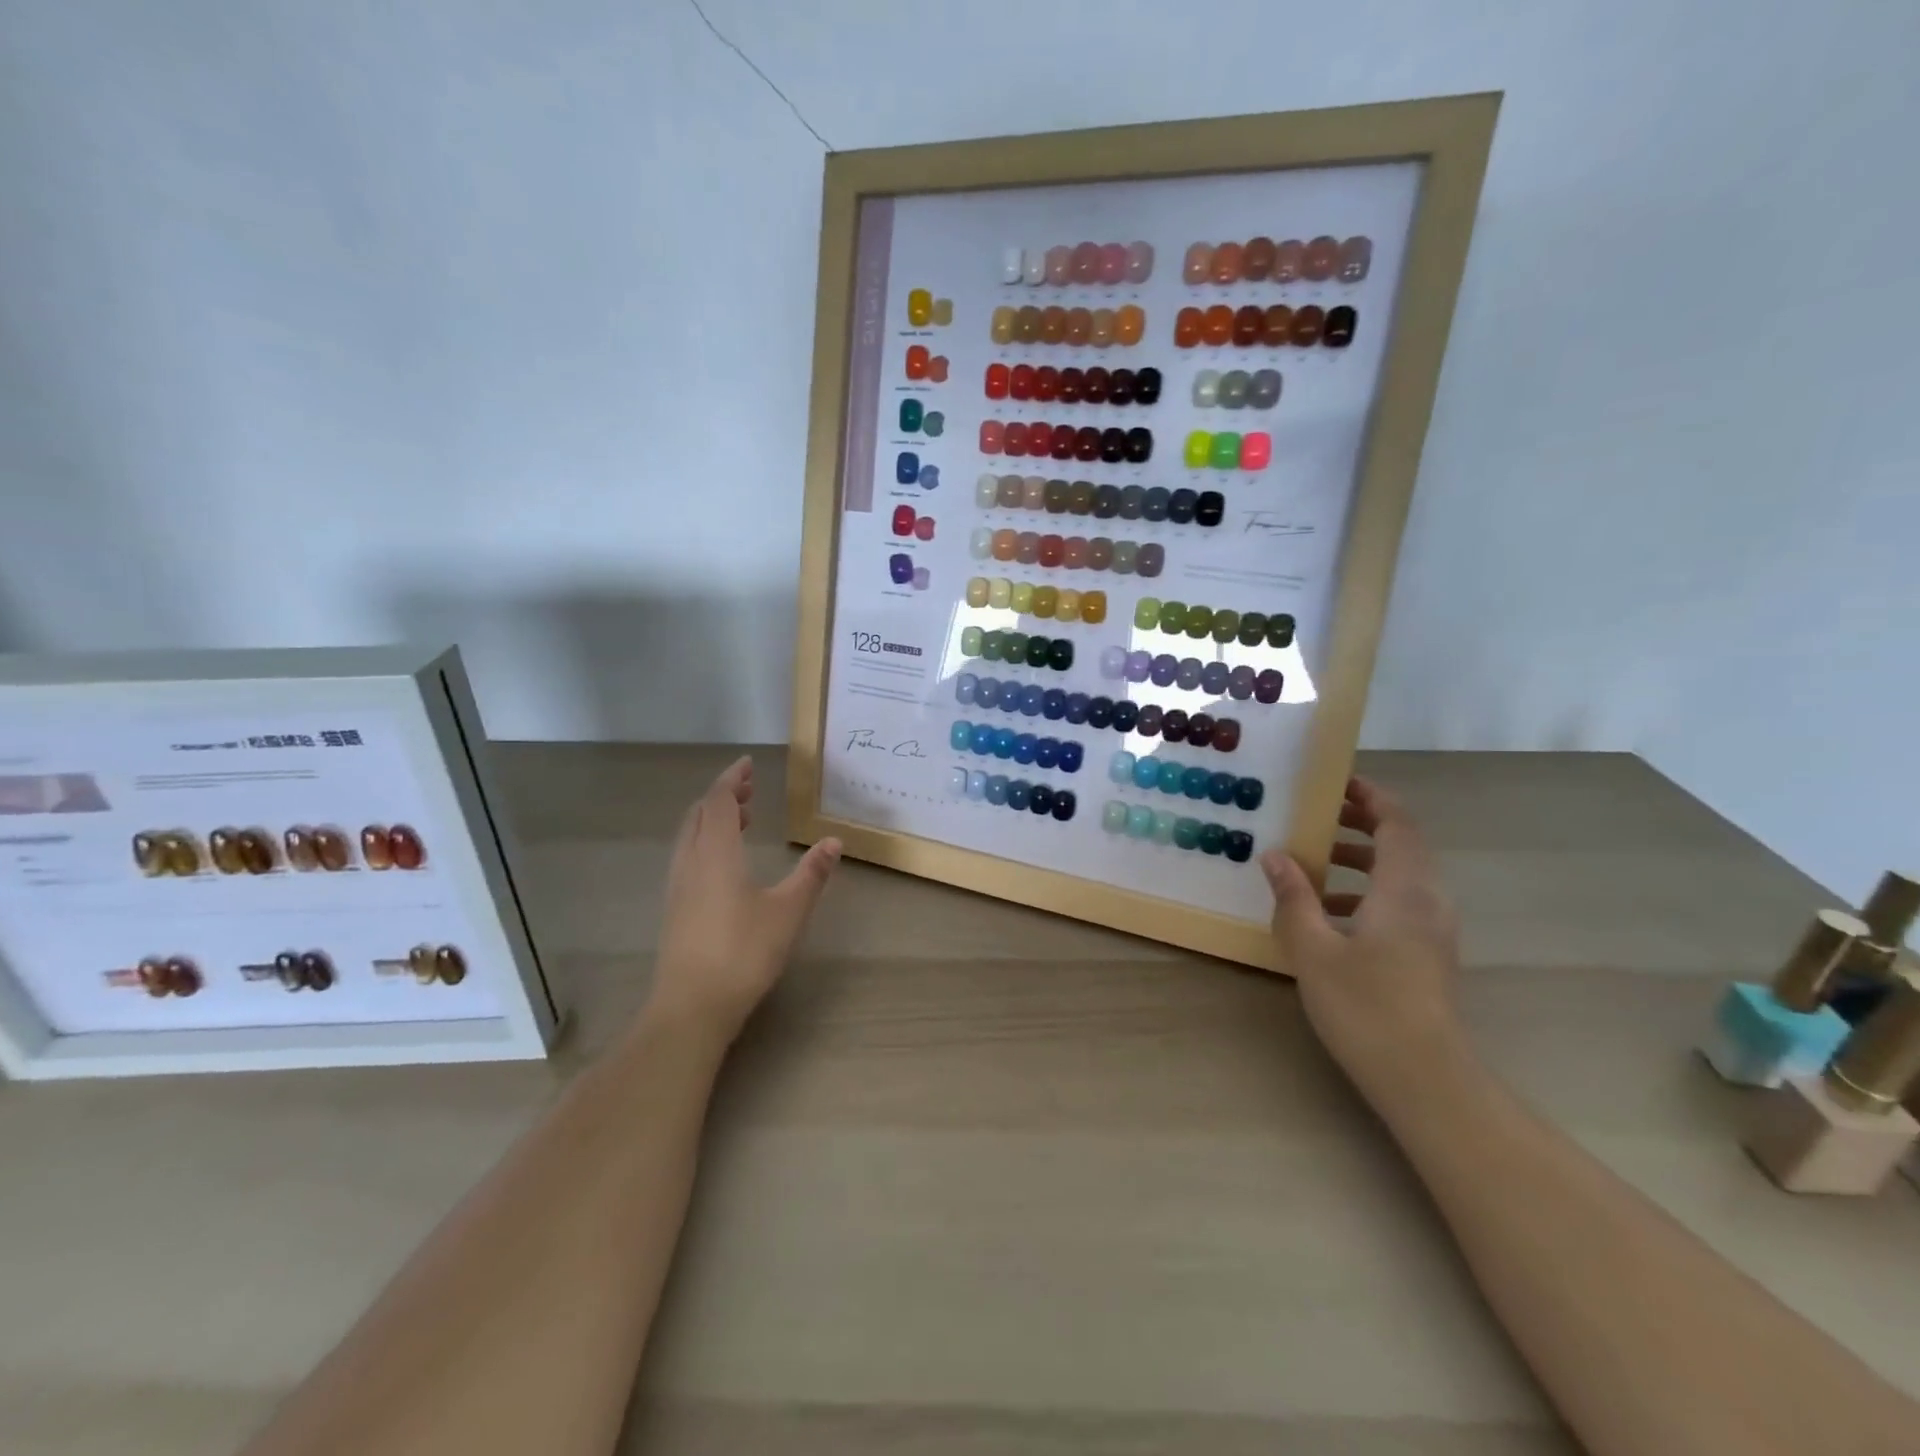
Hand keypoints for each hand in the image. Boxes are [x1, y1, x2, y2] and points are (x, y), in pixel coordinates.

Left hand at [649, 756, 840, 1040]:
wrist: (691, 1007)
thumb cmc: (743, 952)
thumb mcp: (788, 911)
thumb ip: (811, 874)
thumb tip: (834, 842)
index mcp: (716, 853)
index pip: (720, 801)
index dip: (733, 779)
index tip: (748, 765)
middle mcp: (691, 862)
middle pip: (700, 814)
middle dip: (723, 796)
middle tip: (749, 790)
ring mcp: (678, 887)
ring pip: (690, 836)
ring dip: (712, 819)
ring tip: (741, 820)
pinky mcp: (675, 909)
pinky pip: (687, 857)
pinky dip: (705, 842)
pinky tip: (725, 864)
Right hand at [1260, 776, 1462, 1095]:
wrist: (1424, 1077)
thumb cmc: (1366, 1006)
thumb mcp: (1314, 949)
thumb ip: (1294, 897)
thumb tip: (1275, 855)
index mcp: (1404, 890)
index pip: (1396, 824)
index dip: (1371, 797)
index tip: (1337, 782)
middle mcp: (1428, 900)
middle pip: (1403, 844)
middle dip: (1363, 822)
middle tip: (1319, 813)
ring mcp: (1434, 929)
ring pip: (1402, 874)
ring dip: (1362, 858)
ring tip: (1316, 860)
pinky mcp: (1430, 952)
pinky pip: (1402, 901)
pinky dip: (1369, 889)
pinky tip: (1331, 912)